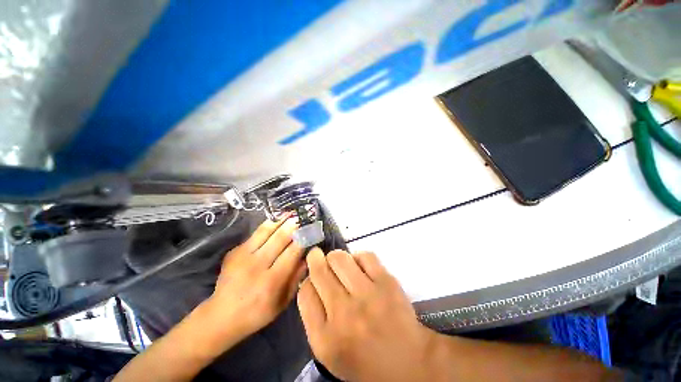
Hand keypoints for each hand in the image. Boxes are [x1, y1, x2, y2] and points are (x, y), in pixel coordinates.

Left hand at [203, 216, 306, 341]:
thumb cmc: (257, 313)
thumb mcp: (283, 301)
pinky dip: (269, 224)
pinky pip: (256, 233)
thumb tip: (308, 256)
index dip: (304, 238)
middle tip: (303, 217)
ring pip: (267, 231)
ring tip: (291, 212)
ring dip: (281, 220)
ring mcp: (243, 256)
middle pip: (280, 238)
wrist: (221, 316)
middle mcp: (257, 265)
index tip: (312, 230)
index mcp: (272, 281)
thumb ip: (297, 278)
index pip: (293, 252)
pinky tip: (277, 219)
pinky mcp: (235, 251)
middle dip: (294, 225)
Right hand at [297, 248, 439, 381]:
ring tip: (339, 263)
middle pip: (319, 271)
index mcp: (325, 337)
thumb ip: (314, 317)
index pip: (305, 292)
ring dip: (335, 257)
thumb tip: (310, 281)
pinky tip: (359, 266)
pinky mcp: (387, 283)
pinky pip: (365, 256)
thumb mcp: (329, 350)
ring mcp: (368, 295)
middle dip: (315, 259)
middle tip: (318, 257)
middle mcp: (344, 314)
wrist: (408, 362)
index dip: (308, 280)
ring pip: (339, 258)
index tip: (313, 278)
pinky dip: (358, 257)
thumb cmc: (364, 359)